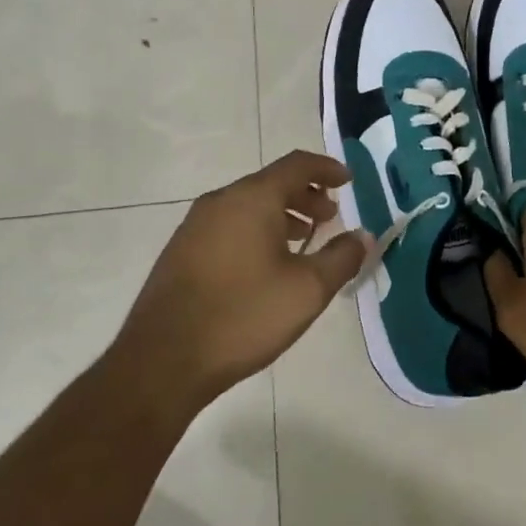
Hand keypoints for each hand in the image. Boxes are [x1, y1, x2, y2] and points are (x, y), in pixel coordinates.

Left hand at [110, 151, 367, 412]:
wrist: (162, 360)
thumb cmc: (243, 316)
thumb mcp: (306, 291)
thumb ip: (341, 258)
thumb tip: (363, 236)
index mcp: (253, 198)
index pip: (297, 165)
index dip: (327, 168)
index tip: (348, 181)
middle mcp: (222, 200)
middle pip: (271, 182)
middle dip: (306, 195)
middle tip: (330, 216)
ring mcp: (195, 224)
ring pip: (248, 204)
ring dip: (281, 214)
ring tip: (302, 241)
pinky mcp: (181, 250)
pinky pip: (229, 224)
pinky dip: (255, 229)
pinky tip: (264, 264)